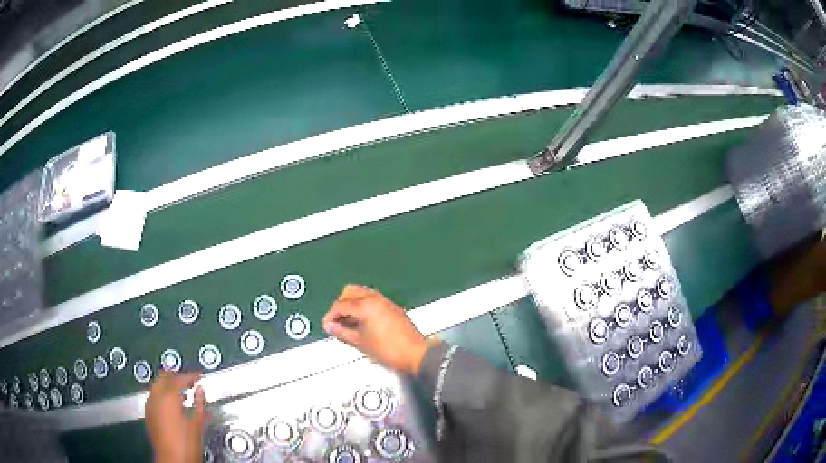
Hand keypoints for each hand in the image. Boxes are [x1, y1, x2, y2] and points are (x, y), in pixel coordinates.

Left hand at [145, 372, 207, 462]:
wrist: (172, 461)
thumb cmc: (185, 445)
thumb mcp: (198, 424)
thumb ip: (199, 404)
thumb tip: (201, 391)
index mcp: (168, 396)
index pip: (179, 378)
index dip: (190, 375)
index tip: (199, 376)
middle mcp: (155, 397)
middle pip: (164, 377)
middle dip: (177, 377)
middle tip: (189, 381)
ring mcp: (149, 405)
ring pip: (157, 386)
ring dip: (169, 386)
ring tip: (182, 393)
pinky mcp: (148, 414)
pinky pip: (154, 397)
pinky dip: (163, 396)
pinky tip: (172, 405)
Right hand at [323, 285, 431, 373]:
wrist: (415, 353)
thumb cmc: (389, 349)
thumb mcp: (360, 342)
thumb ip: (342, 332)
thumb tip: (330, 326)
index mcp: (365, 305)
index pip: (340, 305)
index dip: (330, 315)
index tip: (327, 326)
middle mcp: (375, 298)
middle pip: (350, 292)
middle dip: (340, 305)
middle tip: (337, 321)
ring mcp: (385, 301)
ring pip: (362, 294)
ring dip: (352, 304)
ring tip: (348, 322)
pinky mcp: (392, 307)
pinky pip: (372, 300)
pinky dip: (363, 306)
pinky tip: (362, 322)